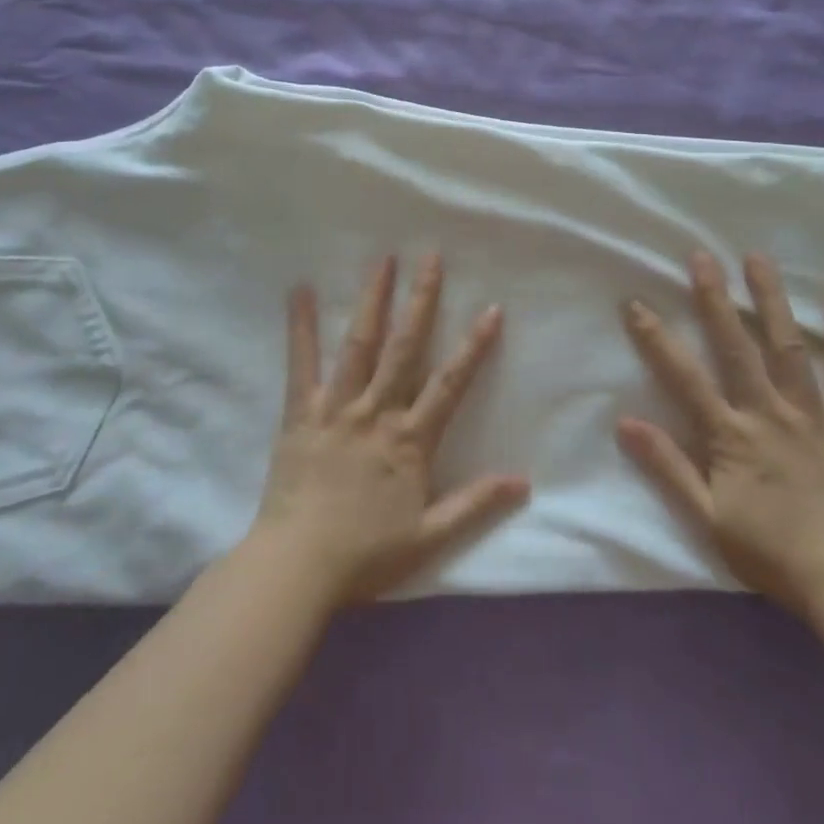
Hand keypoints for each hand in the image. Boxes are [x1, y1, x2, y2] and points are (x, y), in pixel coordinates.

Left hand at [252, 254, 530, 605]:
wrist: (298, 566)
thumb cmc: (366, 554)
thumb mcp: (430, 536)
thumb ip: (476, 503)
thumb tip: (524, 481)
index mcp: (410, 439)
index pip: (450, 383)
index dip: (474, 346)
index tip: (491, 308)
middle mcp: (377, 411)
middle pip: (404, 346)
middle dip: (421, 300)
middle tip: (431, 257)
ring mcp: (337, 406)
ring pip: (360, 343)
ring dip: (373, 298)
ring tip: (384, 260)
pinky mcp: (301, 411)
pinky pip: (301, 362)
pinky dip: (301, 325)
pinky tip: (301, 290)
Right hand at [616, 249, 823, 615]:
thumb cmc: (773, 553)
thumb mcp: (708, 518)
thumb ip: (668, 466)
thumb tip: (624, 422)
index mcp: (731, 435)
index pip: (684, 376)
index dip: (656, 338)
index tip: (634, 302)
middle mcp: (768, 412)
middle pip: (736, 346)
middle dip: (715, 298)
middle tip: (700, 255)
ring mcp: (811, 413)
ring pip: (787, 346)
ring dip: (771, 299)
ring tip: (758, 257)